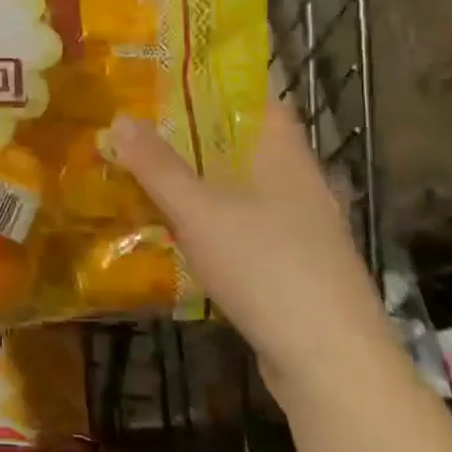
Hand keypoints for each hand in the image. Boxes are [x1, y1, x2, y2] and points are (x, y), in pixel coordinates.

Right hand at [108, 101, 402, 405]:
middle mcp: (302, 186)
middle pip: (248, 147)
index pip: (260, 102)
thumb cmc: (266, 268)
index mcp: (287, 158)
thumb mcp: (199, 212)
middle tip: (147, 133)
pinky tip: (185, 238)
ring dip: (206, 185)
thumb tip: (120, 119)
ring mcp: (305, 232)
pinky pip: (250, 231)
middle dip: (199, 139)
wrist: (331, 364)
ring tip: (155, 180)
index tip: (171, 87)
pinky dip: (218, 225)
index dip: (219, 89)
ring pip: (247, 192)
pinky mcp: (298, 271)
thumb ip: (158, 167)